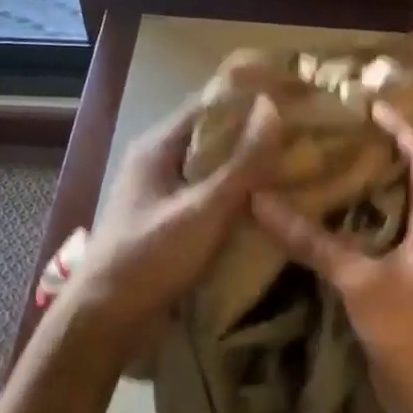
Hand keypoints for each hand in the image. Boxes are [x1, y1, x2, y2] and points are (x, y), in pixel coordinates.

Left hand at [68, 93, 282, 349]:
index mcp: (158, 146)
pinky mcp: (170, 220)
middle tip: (306, 130)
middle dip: (257, 129)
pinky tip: (269, 201)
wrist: (107, 318)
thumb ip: (242, 163)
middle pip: (214, 133)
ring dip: (250, 162)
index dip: (253, 94)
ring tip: (297, 161)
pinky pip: (210, 194)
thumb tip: (274, 108)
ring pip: (214, 166)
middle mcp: (158, 161)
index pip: (210, 102)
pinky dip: (239, 191)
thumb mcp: (203, 209)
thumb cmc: (151, 258)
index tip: (296, 94)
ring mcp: (163, 192)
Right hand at [251, 100, 412, 412]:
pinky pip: (378, 247)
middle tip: (333, 135)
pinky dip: (354, 231)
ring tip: (322, 171)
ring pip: (391, 216)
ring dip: (363, 194)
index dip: (401, 128)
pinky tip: (323, 228)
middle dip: (376, 156)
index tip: (368, 104)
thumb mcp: (361, 282)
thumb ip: (314, 243)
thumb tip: (261, 201)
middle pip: (408, 182)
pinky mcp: (404, 290)